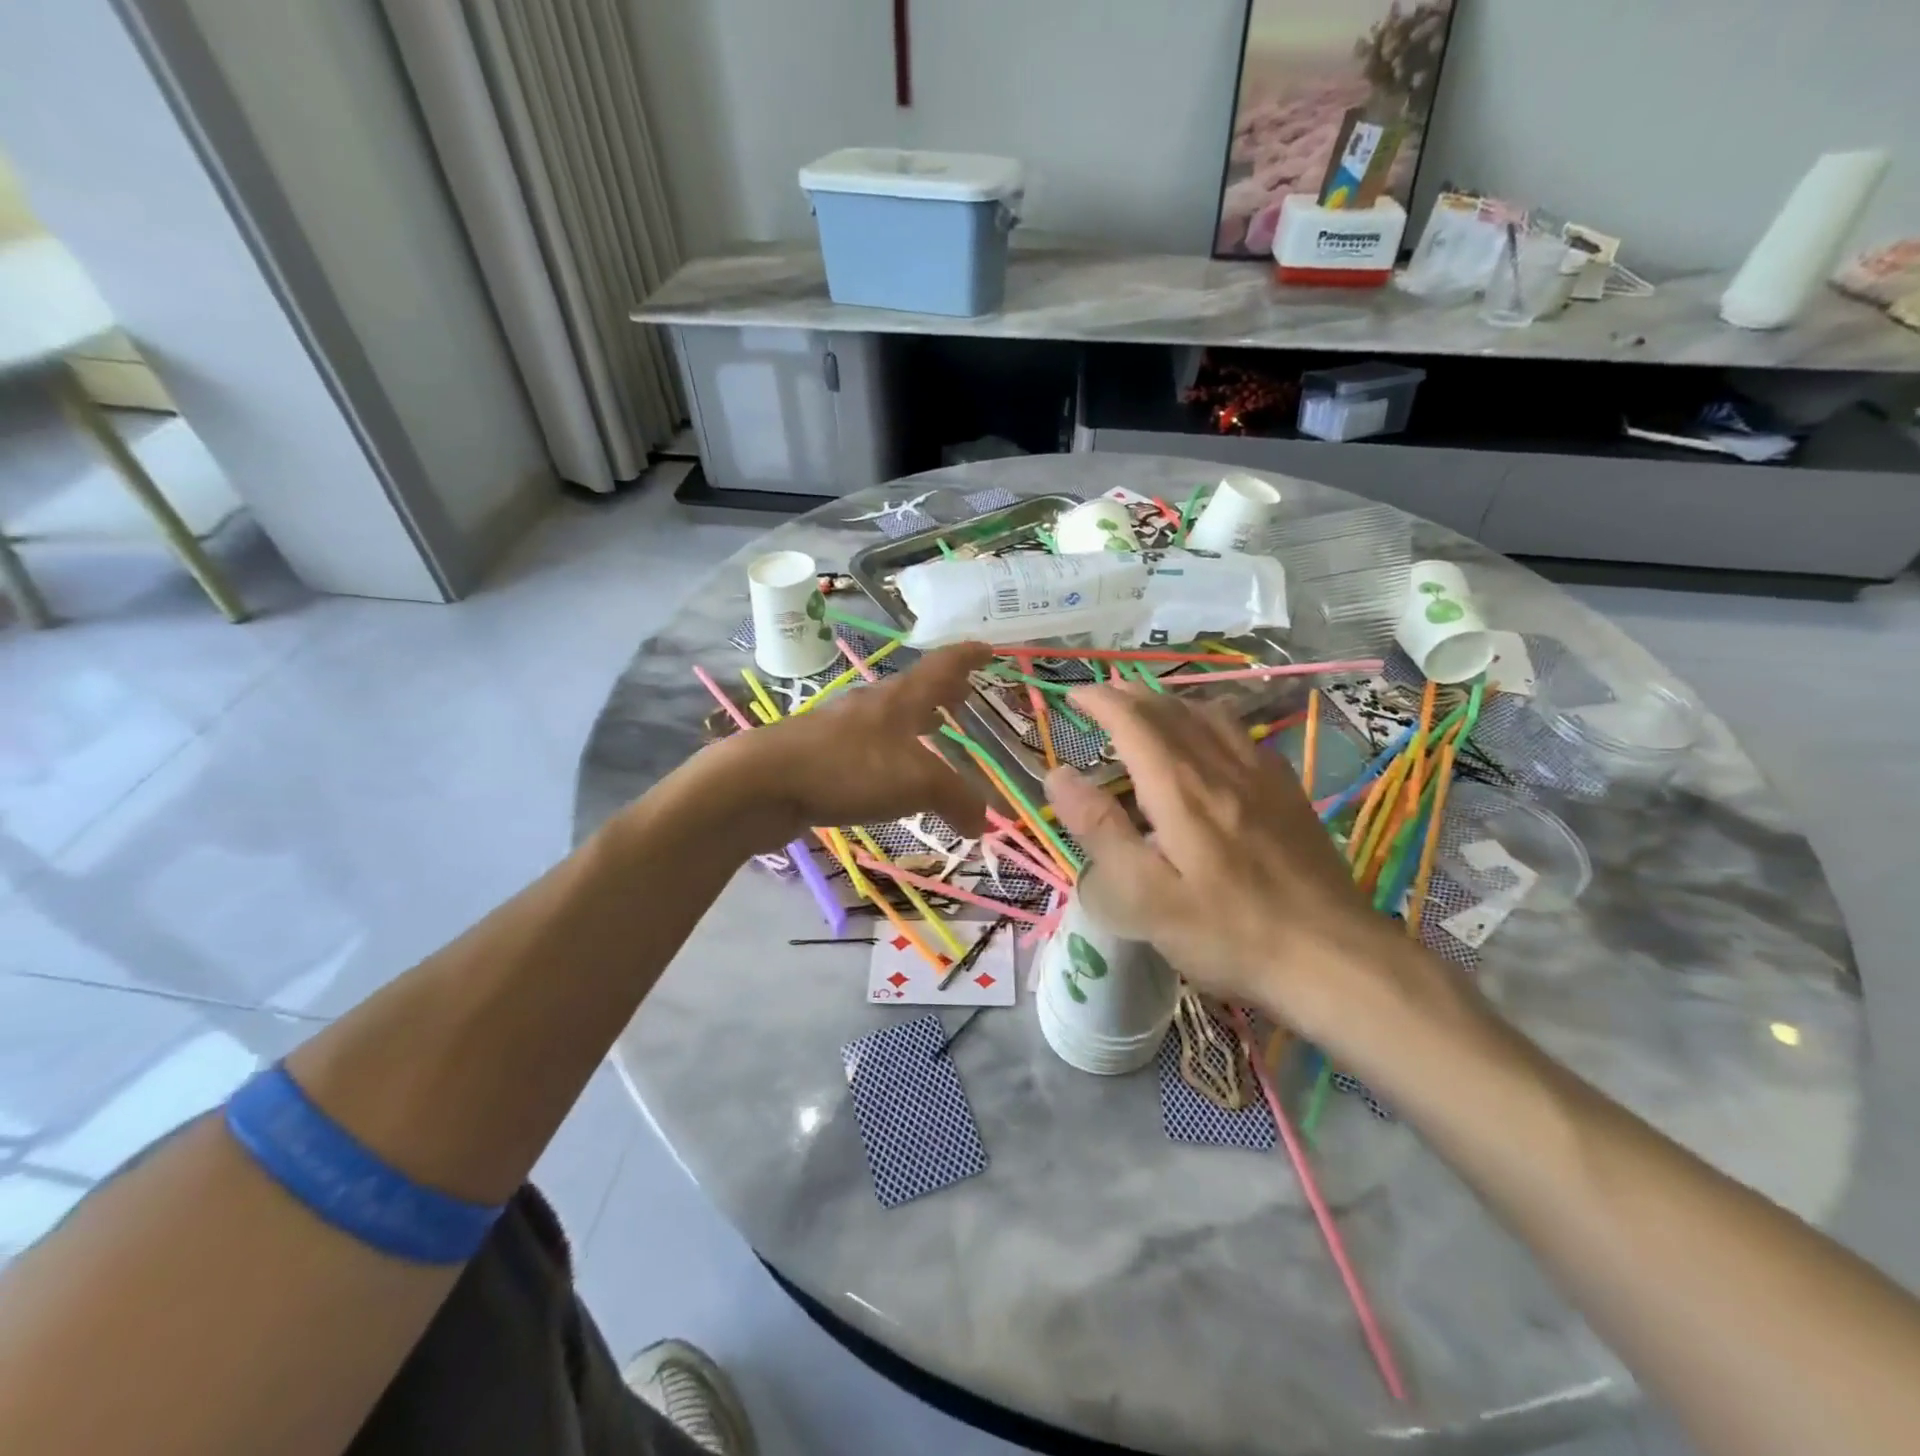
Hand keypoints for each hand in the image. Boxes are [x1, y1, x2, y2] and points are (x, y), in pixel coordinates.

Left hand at [710, 643, 992, 849]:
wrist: (764, 782)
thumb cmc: (848, 768)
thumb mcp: (915, 783)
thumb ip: (955, 798)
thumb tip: (985, 822)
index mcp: (899, 699)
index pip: (941, 667)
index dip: (966, 657)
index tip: (987, 649)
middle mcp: (871, 706)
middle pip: (914, 690)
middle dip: (942, 692)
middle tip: (964, 697)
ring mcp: (841, 729)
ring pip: (889, 720)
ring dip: (914, 723)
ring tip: (932, 734)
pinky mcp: (821, 756)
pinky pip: (867, 749)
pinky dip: (890, 755)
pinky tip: (889, 776)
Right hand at [1045, 685, 1450, 1047]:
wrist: (1334, 957)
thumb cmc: (1228, 933)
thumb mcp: (1147, 897)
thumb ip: (1101, 831)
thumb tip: (1058, 775)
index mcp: (1181, 789)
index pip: (1133, 722)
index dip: (1100, 701)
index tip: (1073, 694)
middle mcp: (1221, 767)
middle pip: (1171, 710)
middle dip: (1131, 695)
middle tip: (1102, 697)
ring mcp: (1262, 776)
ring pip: (1209, 715)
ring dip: (1170, 702)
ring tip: (1148, 709)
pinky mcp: (1289, 793)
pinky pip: (1242, 735)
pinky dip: (1211, 720)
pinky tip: (1212, 739)